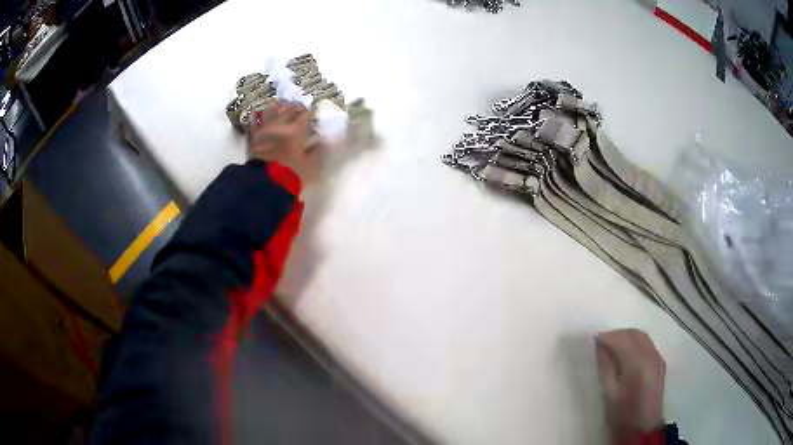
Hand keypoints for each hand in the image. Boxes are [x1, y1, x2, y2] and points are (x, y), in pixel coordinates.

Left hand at [248, 101, 319, 184]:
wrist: (267, 183)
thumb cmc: (293, 174)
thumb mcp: (312, 164)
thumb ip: (316, 150)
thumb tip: (317, 141)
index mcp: (296, 130)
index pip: (306, 115)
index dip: (312, 113)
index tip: (315, 113)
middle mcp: (281, 125)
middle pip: (289, 109)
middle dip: (296, 106)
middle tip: (300, 107)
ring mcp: (266, 129)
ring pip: (272, 110)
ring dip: (278, 106)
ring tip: (281, 104)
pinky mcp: (254, 136)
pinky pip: (255, 122)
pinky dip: (257, 116)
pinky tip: (258, 112)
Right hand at [595, 329, 665, 443]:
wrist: (643, 431)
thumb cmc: (622, 417)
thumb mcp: (609, 395)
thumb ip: (606, 368)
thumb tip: (599, 346)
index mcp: (637, 365)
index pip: (622, 340)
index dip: (607, 337)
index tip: (594, 339)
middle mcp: (651, 357)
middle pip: (635, 334)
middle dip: (618, 334)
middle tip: (601, 342)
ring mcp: (658, 359)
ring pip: (643, 337)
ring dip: (627, 337)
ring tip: (612, 346)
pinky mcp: (660, 364)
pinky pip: (648, 344)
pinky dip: (636, 343)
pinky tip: (627, 353)